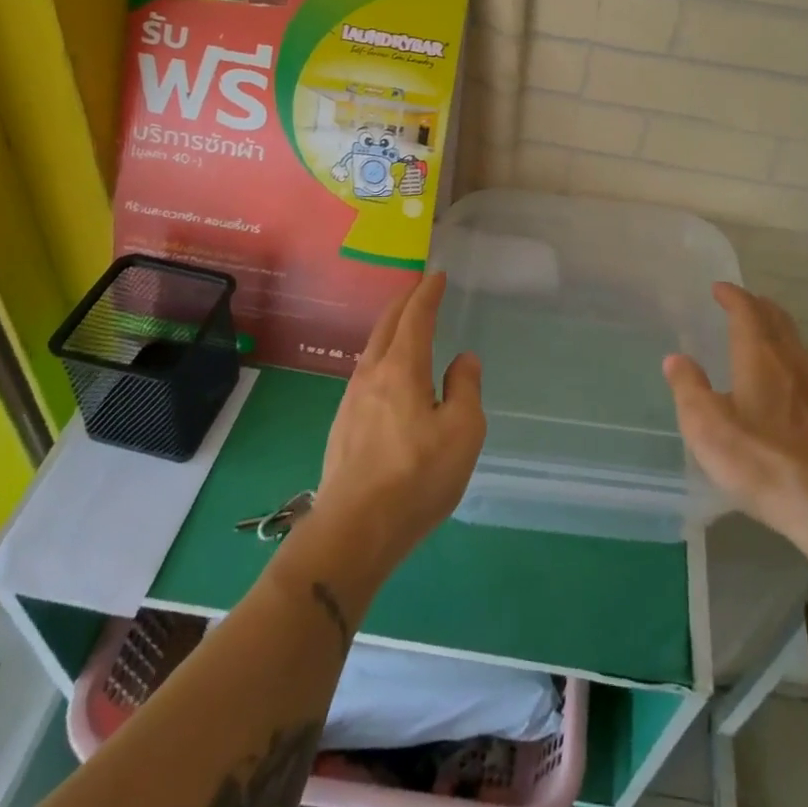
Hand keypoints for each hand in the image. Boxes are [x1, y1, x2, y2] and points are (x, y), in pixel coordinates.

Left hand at [314, 273, 485, 573]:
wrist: (353, 531)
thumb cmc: (416, 477)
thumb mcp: (462, 432)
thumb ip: (465, 388)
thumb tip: (462, 360)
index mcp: (402, 368)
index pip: (416, 317)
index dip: (427, 293)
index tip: (437, 275)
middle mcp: (372, 374)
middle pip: (386, 325)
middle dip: (404, 302)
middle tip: (419, 288)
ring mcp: (352, 400)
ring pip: (372, 349)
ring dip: (390, 329)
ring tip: (405, 327)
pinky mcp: (343, 426)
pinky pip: (366, 374)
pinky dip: (382, 356)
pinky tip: (389, 375)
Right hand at [664, 283, 807, 543]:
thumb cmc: (760, 459)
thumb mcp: (707, 426)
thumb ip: (689, 388)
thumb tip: (676, 359)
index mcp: (759, 356)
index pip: (746, 312)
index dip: (732, 296)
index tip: (719, 288)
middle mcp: (790, 362)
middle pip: (777, 320)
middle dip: (757, 306)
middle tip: (741, 302)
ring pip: (794, 342)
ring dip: (775, 328)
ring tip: (760, 331)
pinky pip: (803, 365)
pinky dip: (787, 354)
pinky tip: (782, 378)